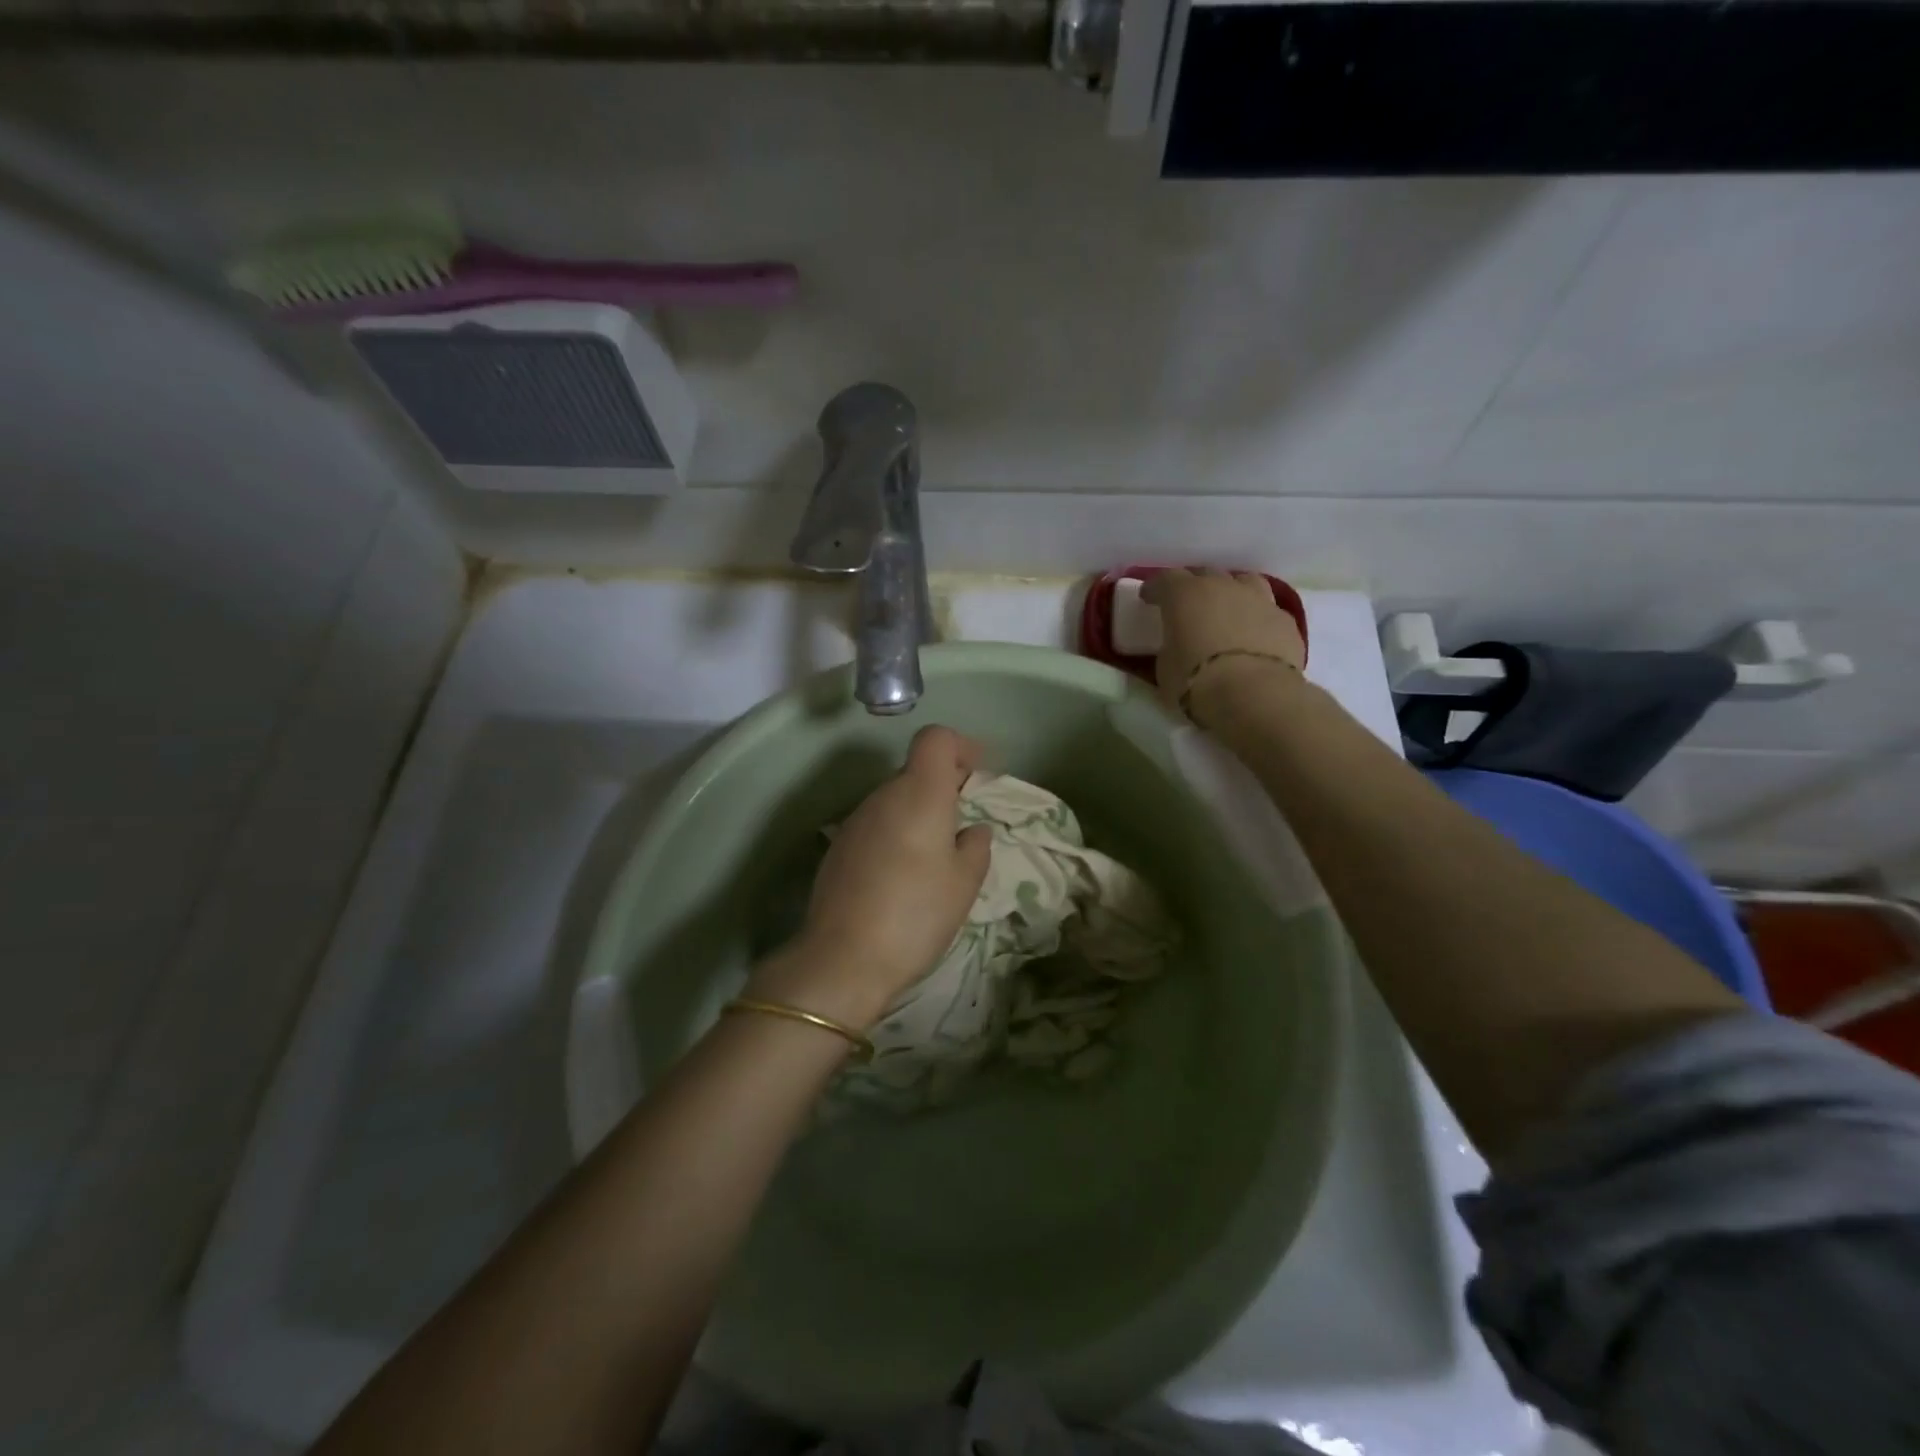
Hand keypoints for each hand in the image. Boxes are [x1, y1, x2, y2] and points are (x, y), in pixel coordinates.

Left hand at [748, 725, 992, 1029]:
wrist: (843, 958)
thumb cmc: (916, 913)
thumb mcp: (964, 883)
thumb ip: (976, 847)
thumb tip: (972, 830)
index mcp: (919, 793)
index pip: (936, 739)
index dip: (960, 747)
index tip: (978, 773)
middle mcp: (883, 796)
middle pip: (915, 770)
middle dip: (943, 786)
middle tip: (964, 824)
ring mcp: (856, 821)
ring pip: (895, 799)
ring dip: (918, 813)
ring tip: (935, 857)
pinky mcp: (839, 847)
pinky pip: (877, 825)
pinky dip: (896, 834)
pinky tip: (902, 875)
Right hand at [1141, 569, 1304, 723]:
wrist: (1254, 696)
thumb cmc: (1197, 682)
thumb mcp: (1164, 668)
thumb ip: (1169, 648)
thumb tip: (1176, 647)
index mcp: (1184, 595)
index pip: (1164, 579)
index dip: (1155, 589)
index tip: (1148, 599)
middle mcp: (1222, 587)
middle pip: (1204, 574)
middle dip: (1192, 587)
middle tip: (1186, 606)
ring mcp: (1258, 599)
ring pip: (1242, 582)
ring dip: (1231, 592)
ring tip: (1226, 610)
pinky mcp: (1284, 619)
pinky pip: (1266, 610)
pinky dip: (1256, 618)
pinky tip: (1254, 636)